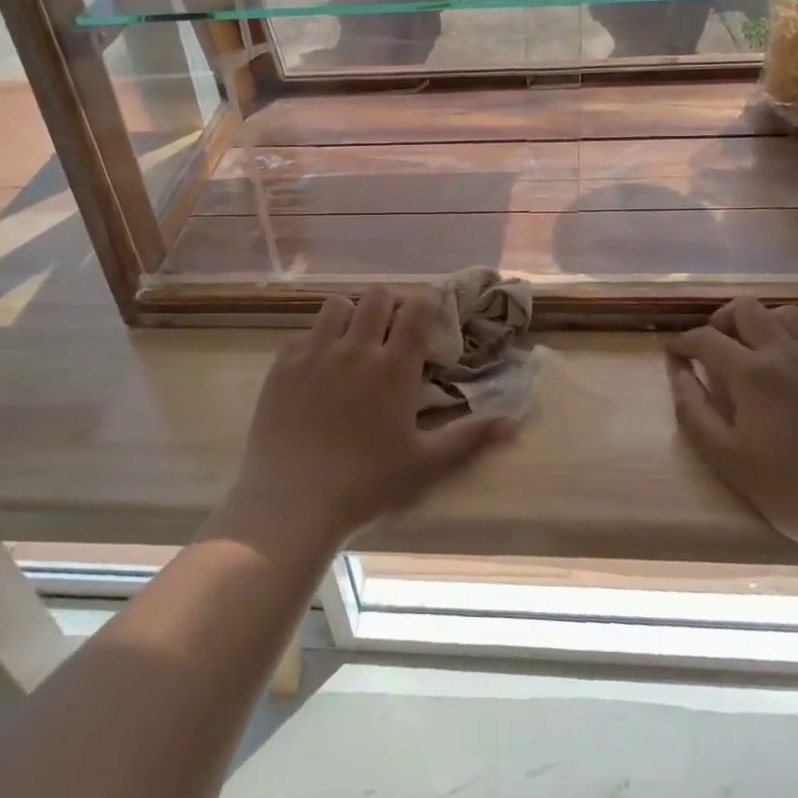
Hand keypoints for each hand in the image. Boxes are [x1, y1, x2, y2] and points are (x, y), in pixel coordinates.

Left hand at [230, 286, 515, 549]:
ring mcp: (314, 354)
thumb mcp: (426, 464)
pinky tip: (318, 369)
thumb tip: (514, 422)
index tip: (431, 311)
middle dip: (390, 303)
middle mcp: (355, 348)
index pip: (416, 307)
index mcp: (393, 367)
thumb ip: (470, 438)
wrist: (292, 501)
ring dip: (352, 314)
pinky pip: (303, 334)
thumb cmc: (366, 484)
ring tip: (354, 341)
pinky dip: (317, 341)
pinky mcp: (282, 366)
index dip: (427, 300)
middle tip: (394, 328)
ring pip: (337, 305)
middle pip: (376, 296)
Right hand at [666, 297, 797, 558]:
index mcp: (752, 372)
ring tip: (759, 351)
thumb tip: (679, 374)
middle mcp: (787, 352)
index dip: (683, 342)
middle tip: (716, 346)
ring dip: (765, 324)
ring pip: (788, 314)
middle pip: (747, 309)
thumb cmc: (795, 490)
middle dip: (722, 321)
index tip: (675, 353)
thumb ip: (694, 411)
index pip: (705, 338)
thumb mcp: (727, 459)